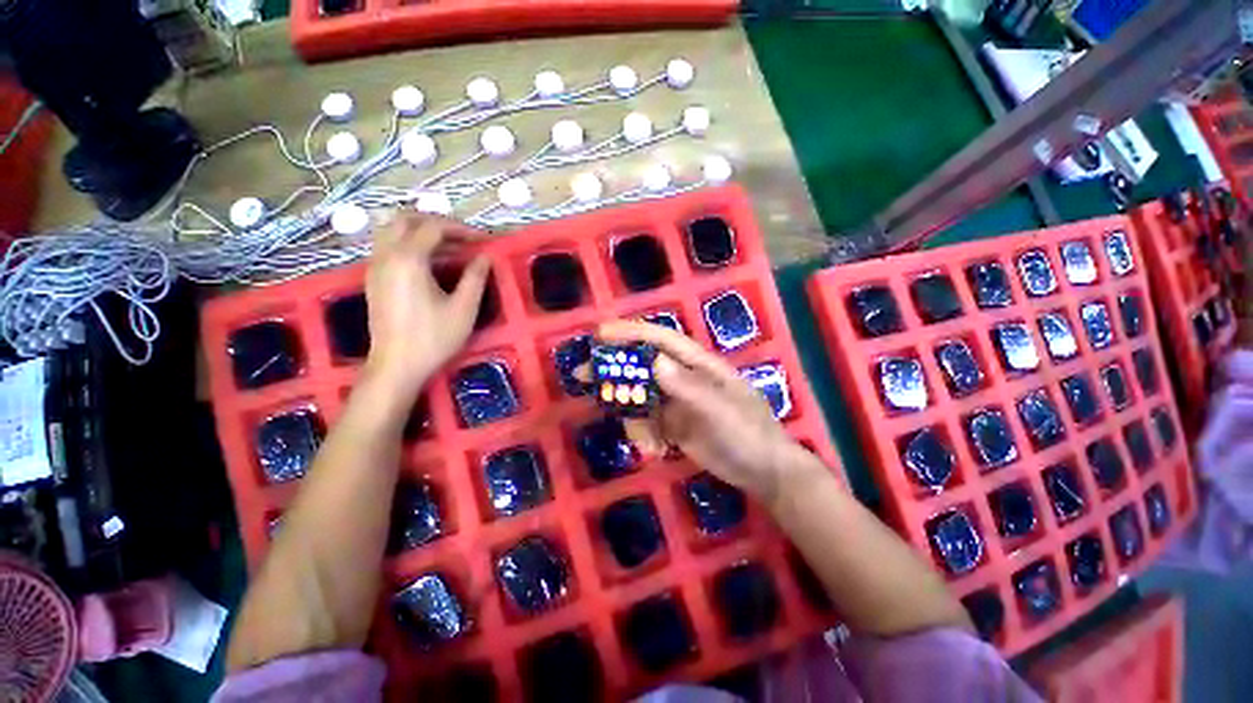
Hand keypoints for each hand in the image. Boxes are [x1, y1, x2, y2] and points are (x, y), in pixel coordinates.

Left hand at [363, 213, 488, 395]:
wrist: (396, 366)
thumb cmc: (433, 338)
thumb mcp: (463, 309)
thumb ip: (475, 278)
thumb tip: (485, 257)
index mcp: (409, 259)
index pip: (434, 228)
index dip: (461, 229)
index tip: (483, 240)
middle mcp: (386, 255)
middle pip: (405, 219)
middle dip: (436, 222)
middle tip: (462, 237)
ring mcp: (375, 266)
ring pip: (391, 230)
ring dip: (420, 230)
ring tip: (448, 247)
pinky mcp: (373, 279)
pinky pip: (387, 246)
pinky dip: (408, 243)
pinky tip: (428, 263)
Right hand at [595, 320, 815, 501]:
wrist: (764, 472)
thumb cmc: (748, 434)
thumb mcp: (722, 411)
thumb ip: (689, 388)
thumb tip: (655, 361)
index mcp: (698, 365)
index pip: (662, 340)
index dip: (631, 332)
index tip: (600, 334)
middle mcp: (684, 377)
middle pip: (642, 364)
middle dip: (614, 369)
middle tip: (582, 375)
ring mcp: (677, 401)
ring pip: (640, 396)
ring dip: (631, 414)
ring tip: (644, 440)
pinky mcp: (673, 424)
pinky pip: (647, 421)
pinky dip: (643, 434)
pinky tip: (655, 451)